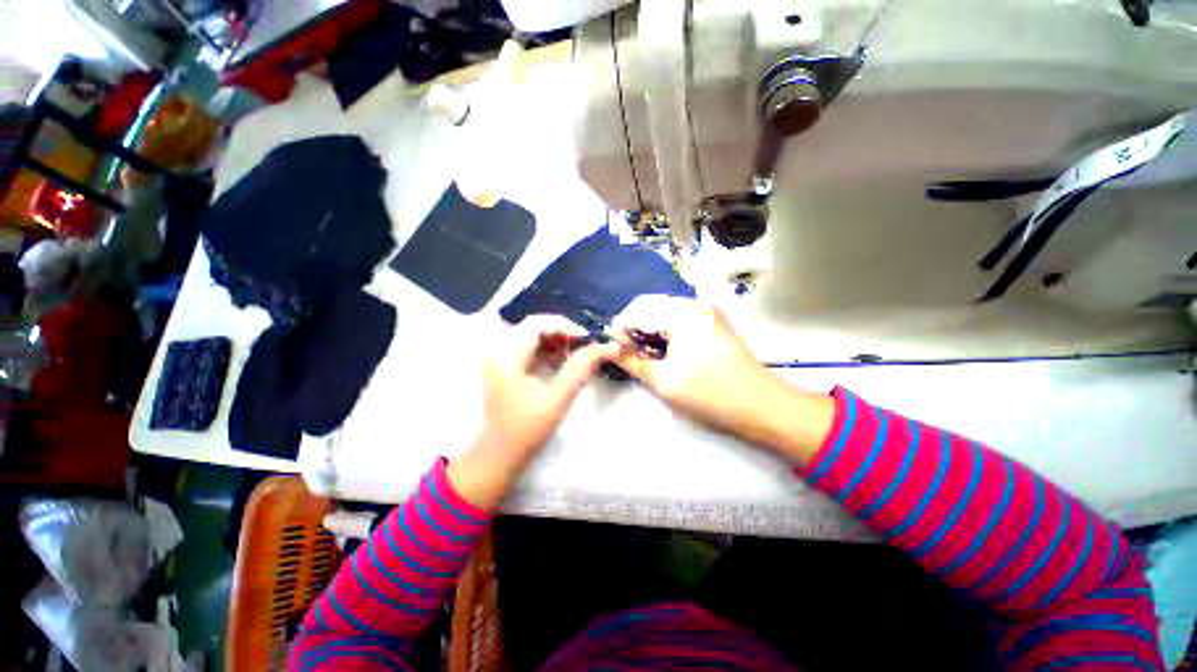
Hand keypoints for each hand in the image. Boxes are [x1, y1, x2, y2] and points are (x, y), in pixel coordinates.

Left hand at [449, 315, 619, 507]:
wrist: (498, 456)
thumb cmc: (527, 430)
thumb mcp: (557, 399)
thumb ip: (580, 369)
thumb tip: (606, 347)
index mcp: (506, 357)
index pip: (537, 324)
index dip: (565, 326)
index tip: (588, 339)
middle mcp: (498, 351)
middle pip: (534, 327)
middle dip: (562, 333)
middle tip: (584, 346)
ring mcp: (499, 359)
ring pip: (532, 336)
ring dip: (556, 341)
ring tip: (576, 355)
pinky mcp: (504, 367)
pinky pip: (528, 348)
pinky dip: (548, 350)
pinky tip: (561, 362)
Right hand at [610, 296, 834, 462]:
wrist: (763, 407)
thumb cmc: (710, 395)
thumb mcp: (664, 381)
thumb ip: (631, 361)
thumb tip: (609, 347)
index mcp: (683, 314)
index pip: (638, 309)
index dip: (620, 328)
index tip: (611, 349)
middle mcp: (695, 305)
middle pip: (651, 308)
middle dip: (634, 329)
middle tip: (627, 355)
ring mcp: (707, 313)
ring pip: (664, 314)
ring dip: (649, 332)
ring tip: (644, 356)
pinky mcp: (713, 324)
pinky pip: (679, 322)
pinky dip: (665, 334)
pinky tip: (663, 352)